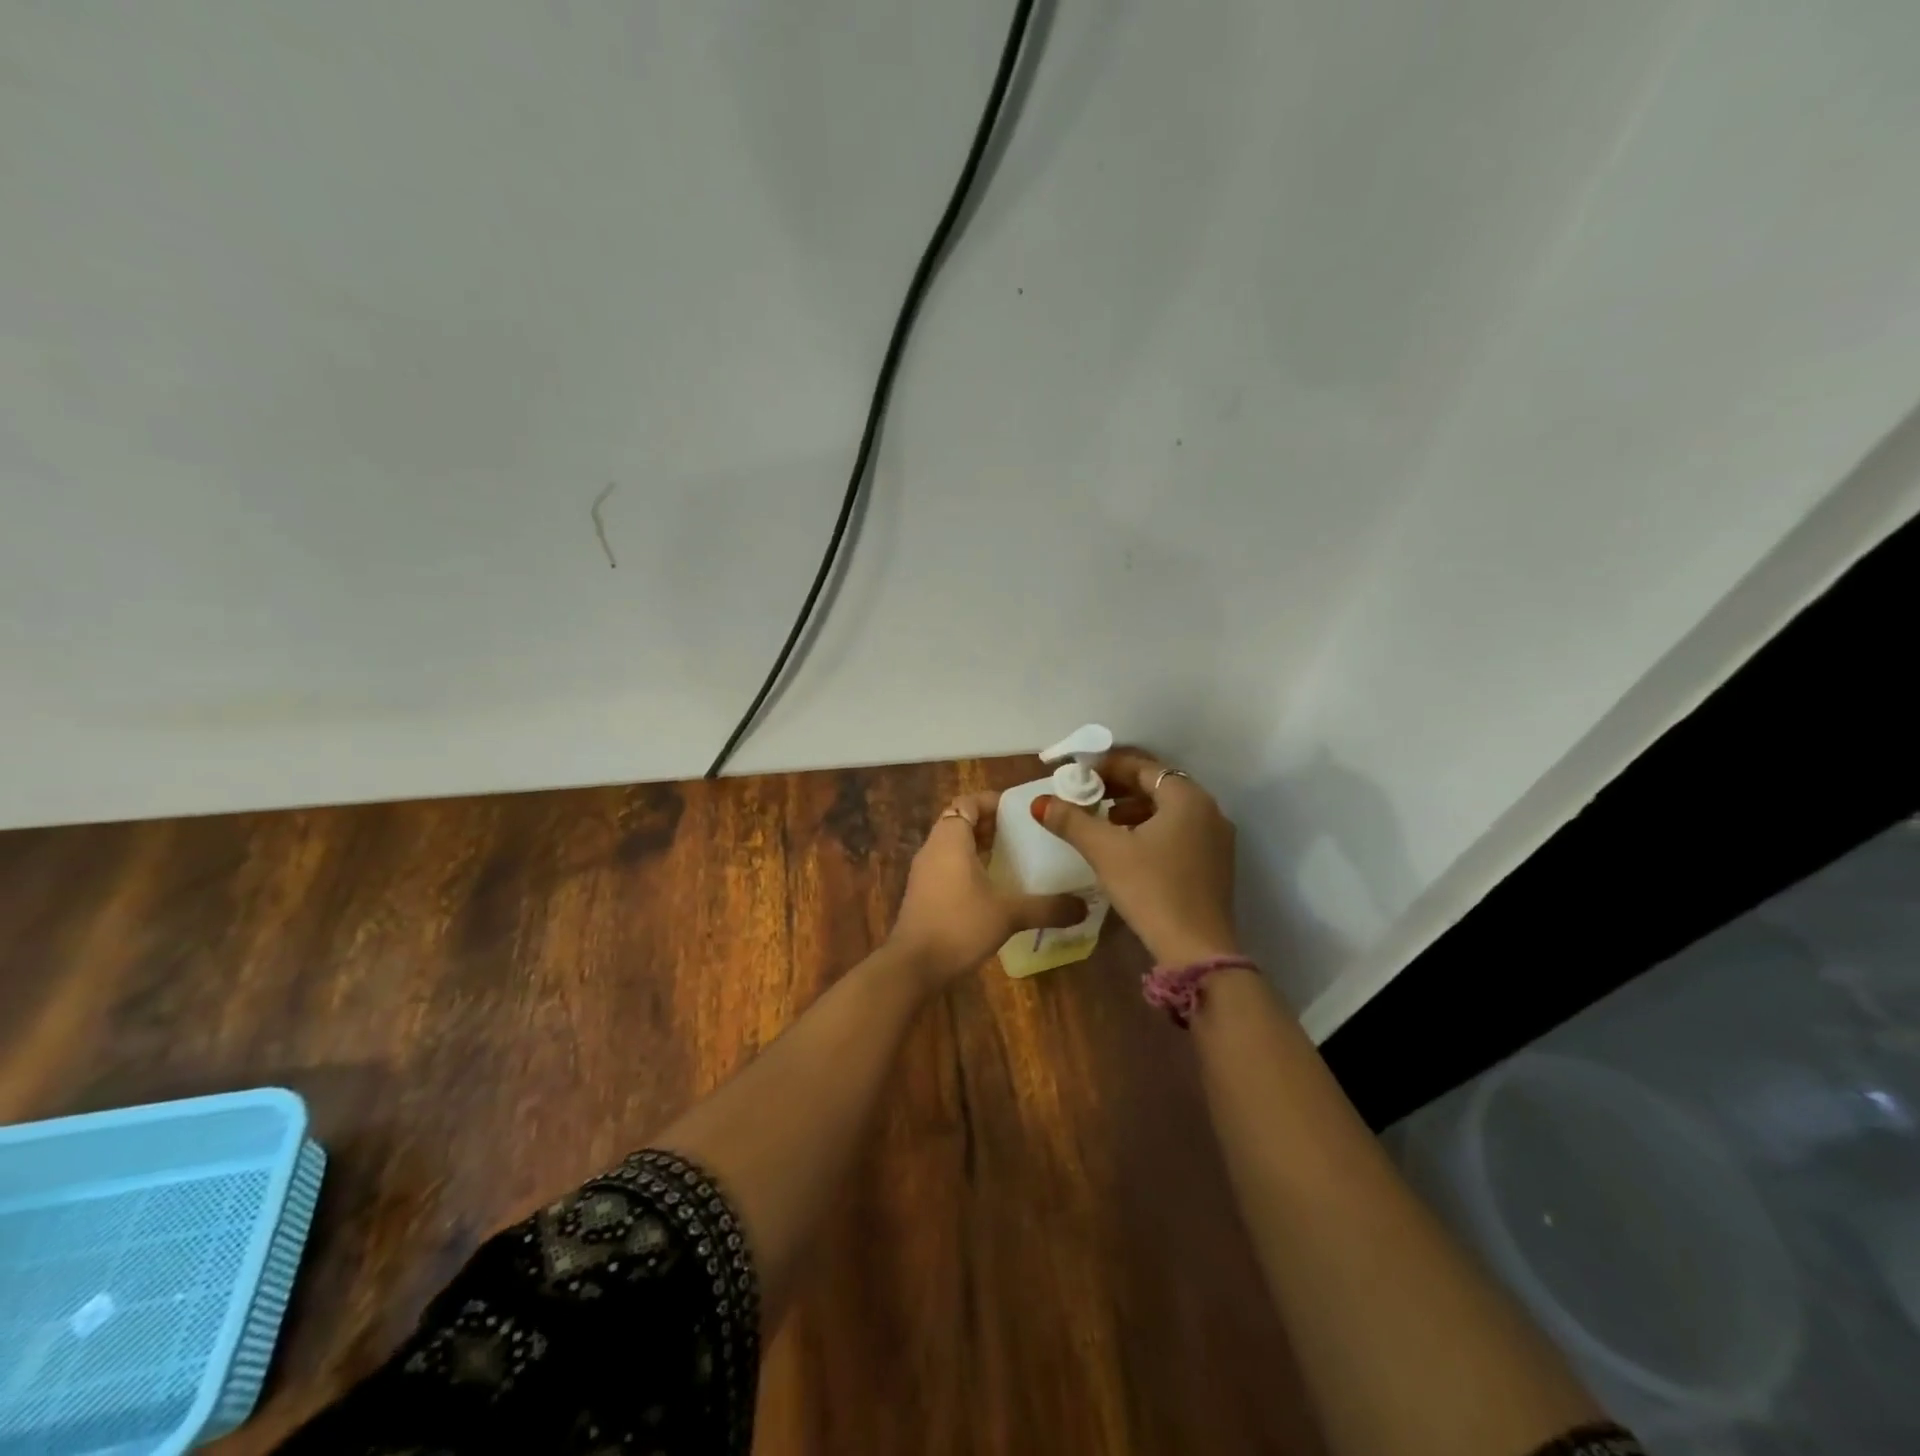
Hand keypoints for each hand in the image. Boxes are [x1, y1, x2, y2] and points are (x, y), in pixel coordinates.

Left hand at [887, 791, 1086, 987]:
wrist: (913, 966)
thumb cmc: (959, 925)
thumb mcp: (1008, 914)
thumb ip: (1047, 907)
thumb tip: (1084, 906)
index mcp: (950, 840)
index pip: (968, 802)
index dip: (993, 801)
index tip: (1021, 811)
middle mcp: (934, 848)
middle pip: (961, 822)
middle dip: (991, 824)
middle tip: (1025, 834)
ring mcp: (925, 872)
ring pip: (954, 846)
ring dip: (981, 847)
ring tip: (1015, 858)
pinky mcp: (924, 893)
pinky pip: (949, 866)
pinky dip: (970, 867)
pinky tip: (995, 888)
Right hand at [1034, 747, 1237, 965]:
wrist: (1197, 950)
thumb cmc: (1151, 890)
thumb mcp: (1106, 851)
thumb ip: (1072, 821)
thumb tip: (1040, 802)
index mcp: (1187, 798)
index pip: (1143, 766)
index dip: (1108, 765)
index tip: (1079, 772)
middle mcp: (1208, 810)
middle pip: (1158, 785)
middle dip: (1120, 786)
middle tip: (1087, 793)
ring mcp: (1216, 838)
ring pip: (1169, 810)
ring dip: (1135, 808)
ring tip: (1104, 818)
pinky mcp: (1215, 864)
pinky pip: (1180, 830)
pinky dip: (1152, 828)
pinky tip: (1128, 846)